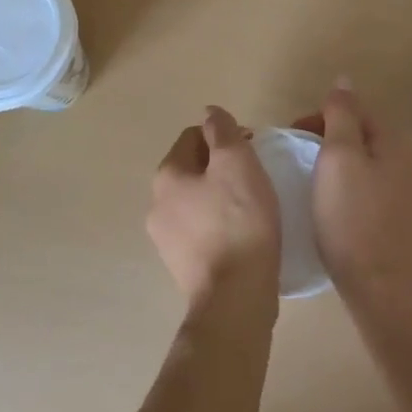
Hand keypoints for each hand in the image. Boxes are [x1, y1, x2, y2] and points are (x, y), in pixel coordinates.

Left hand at [147, 106, 281, 312]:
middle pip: (192, 168)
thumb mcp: (237, 162)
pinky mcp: (181, 266)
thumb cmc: (239, 221)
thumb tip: (210, 113)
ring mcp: (165, 238)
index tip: (253, 149)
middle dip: (221, 166)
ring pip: (196, 200)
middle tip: (255, 177)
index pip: (194, 136)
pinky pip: (200, 230)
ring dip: (219, 196)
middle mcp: (156, 203)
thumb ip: (222, 131)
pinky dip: (218, 224)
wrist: (235, 298)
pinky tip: (241, 235)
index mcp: (167, 174)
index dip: (225, 136)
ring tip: (251, 207)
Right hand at [297, 80, 411, 318]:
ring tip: (316, 184)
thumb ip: (341, 115)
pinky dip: (354, 191)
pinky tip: (338, 211)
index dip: (323, 115)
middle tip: (301, 159)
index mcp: (396, 144)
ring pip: (371, 166)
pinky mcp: (408, 227)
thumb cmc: (352, 218)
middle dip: (332, 140)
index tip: (295, 134)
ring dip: (344, 166)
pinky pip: (376, 194)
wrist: (384, 290)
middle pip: (366, 137)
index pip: (358, 110)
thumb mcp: (338, 157)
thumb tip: (344, 80)